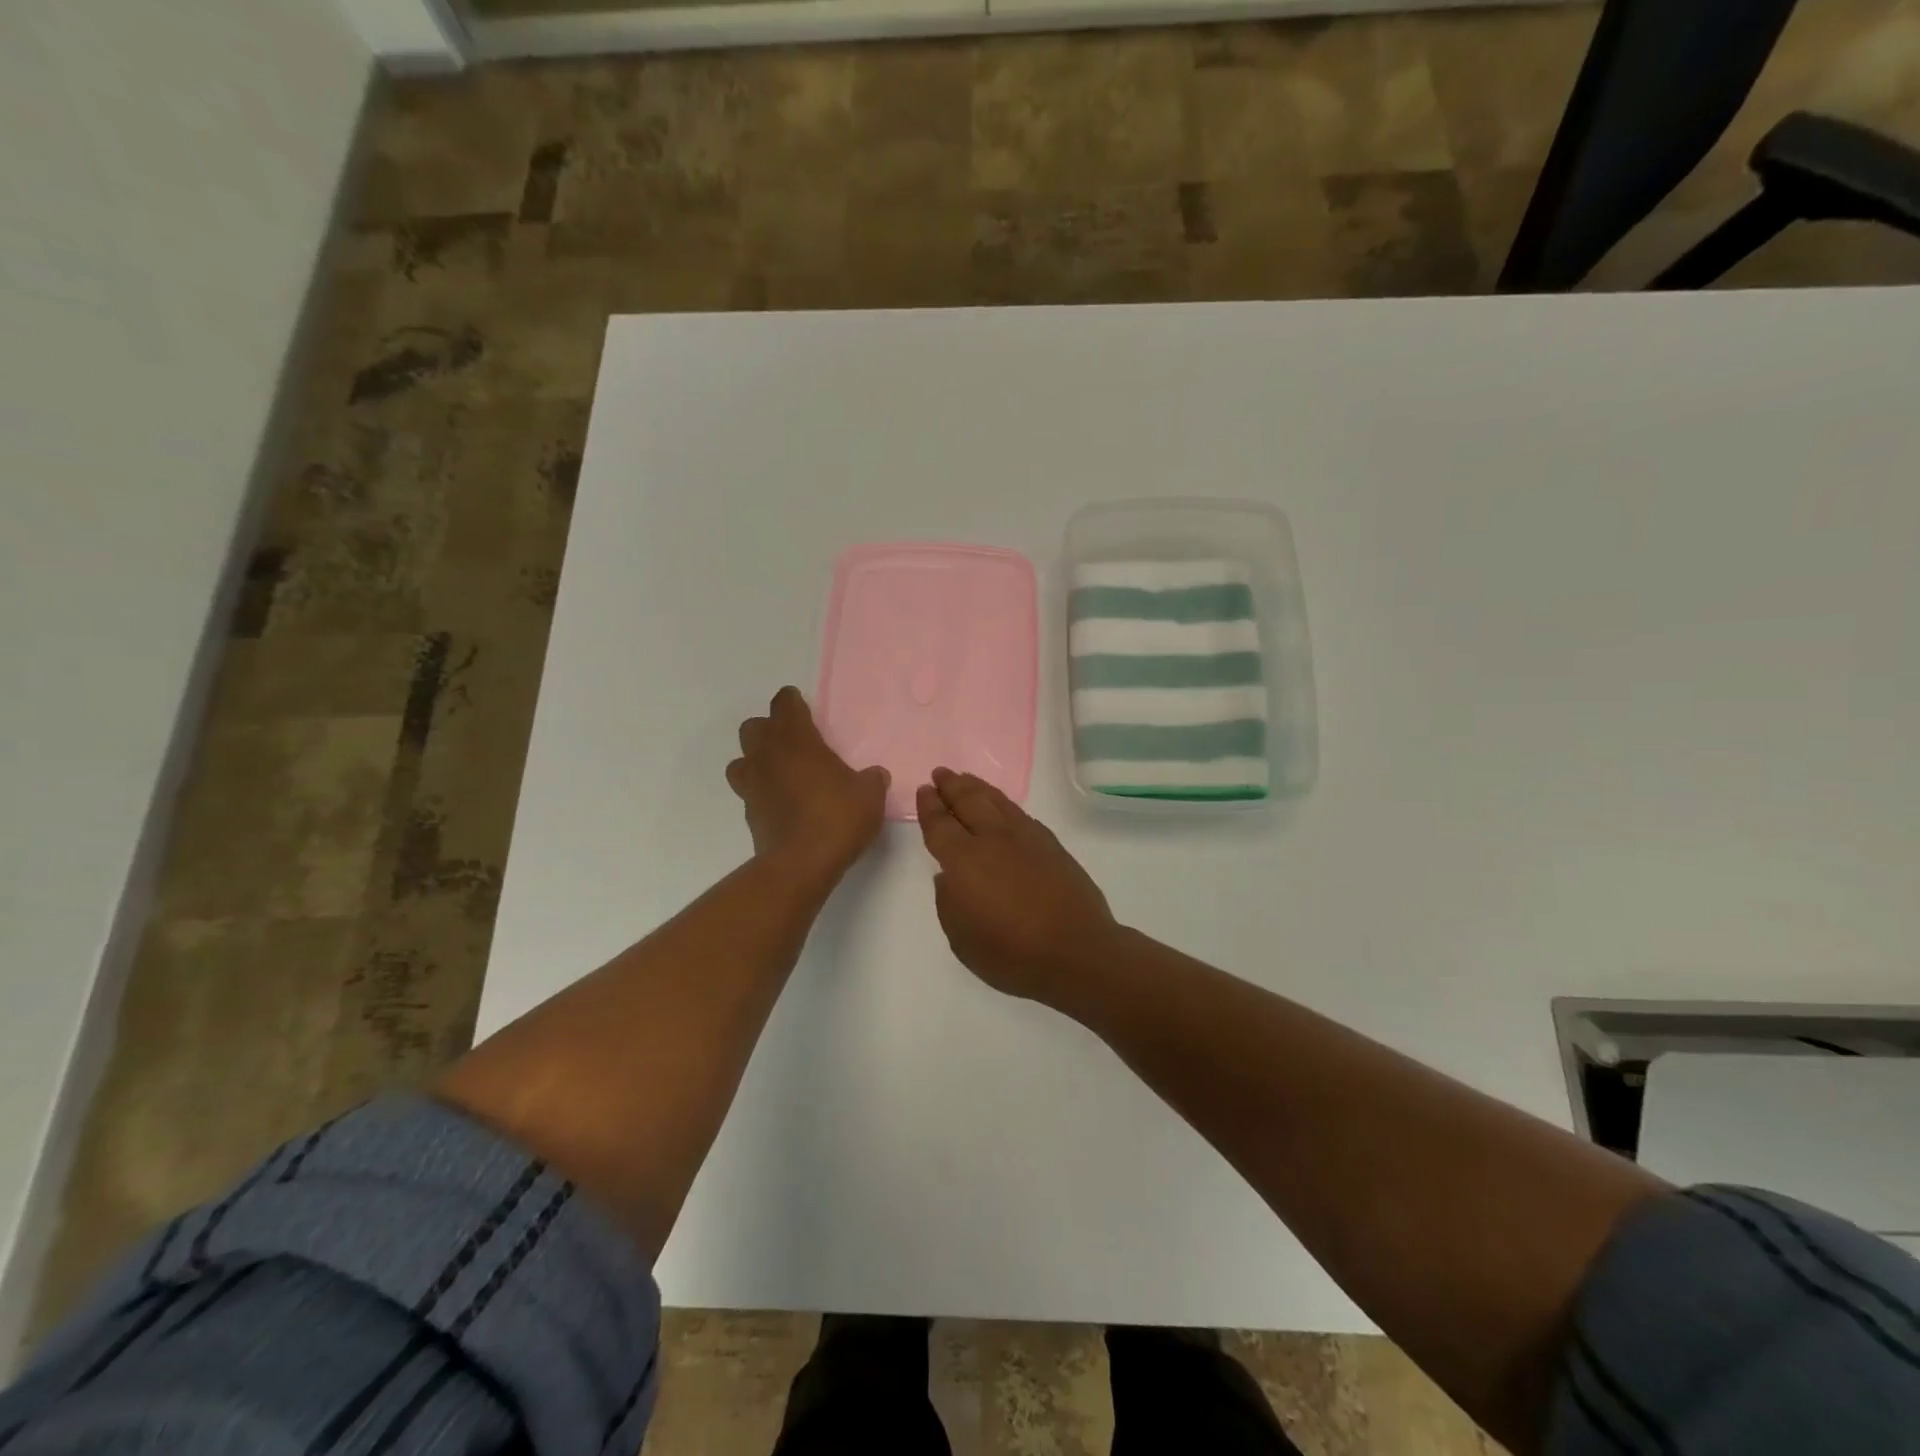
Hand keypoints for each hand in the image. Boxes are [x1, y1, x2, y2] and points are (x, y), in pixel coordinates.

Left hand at [728, 687, 888, 885]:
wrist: (802, 863)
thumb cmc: (838, 817)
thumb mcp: (869, 795)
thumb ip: (871, 780)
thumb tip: (874, 775)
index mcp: (798, 741)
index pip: (784, 705)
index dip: (791, 701)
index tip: (799, 704)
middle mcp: (769, 756)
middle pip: (753, 728)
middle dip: (768, 729)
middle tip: (792, 741)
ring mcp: (753, 785)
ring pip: (741, 759)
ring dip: (756, 760)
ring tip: (779, 771)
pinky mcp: (749, 813)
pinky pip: (749, 791)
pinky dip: (761, 791)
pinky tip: (781, 802)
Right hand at [916, 768, 1118, 1008]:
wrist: (1077, 951)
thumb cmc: (1012, 954)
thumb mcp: (961, 939)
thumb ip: (948, 902)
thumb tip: (949, 876)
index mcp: (964, 861)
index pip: (940, 824)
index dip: (929, 806)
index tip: (925, 791)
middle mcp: (992, 839)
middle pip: (968, 801)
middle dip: (951, 785)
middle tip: (941, 773)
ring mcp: (1025, 837)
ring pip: (996, 800)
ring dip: (976, 787)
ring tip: (965, 779)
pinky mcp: (1050, 843)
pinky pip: (1018, 812)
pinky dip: (1003, 803)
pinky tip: (1001, 806)